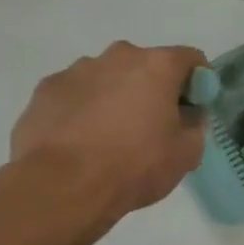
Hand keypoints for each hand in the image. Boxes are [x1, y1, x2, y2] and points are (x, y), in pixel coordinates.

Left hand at [9, 42, 208, 226]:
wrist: (61, 187)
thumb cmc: (135, 165)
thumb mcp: (187, 153)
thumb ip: (195, 125)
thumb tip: (188, 115)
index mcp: (157, 66)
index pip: (191, 58)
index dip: (199, 81)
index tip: (195, 107)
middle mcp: (118, 57)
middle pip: (145, 64)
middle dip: (153, 87)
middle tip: (153, 123)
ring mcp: (76, 71)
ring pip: (107, 77)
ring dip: (115, 95)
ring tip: (110, 135)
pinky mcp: (44, 90)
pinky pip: (75, 94)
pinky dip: (82, 109)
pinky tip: (80, 140)